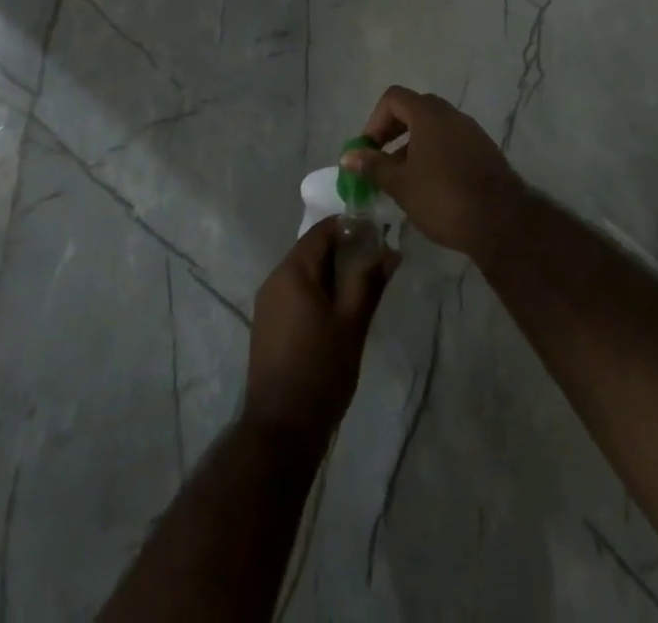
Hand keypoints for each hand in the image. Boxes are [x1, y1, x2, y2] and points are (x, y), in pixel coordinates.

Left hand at [243, 217, 398, 440]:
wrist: (281, 430)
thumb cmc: (320, 371)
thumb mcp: (352, 324)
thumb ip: (369, 282)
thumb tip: (389, 250)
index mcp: (292, 271)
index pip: (322, 231)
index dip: (351, 228)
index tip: (379, 235)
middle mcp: (274, 279)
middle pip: (312, 250)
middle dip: (345, 252)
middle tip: (377, 264)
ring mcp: (268, 303)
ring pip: (305, 273)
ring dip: (333, 273)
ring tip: (364, 287)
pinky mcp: (268, 325)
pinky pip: (296, 293)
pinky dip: (318, 292)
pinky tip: (340, 311)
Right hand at [345, 85, 529, 261]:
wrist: (502, 222)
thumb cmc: (443, 197)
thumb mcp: (400, 184)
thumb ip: (373, 166)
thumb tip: (348, 156)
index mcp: (428, 113)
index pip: (393, 98)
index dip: (375, 121)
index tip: (368, 150)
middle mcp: (451, 114)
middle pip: (414, 110)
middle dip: (392, 133)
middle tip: (381, 163)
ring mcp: (472, 132)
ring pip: (434, 128)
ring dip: (413, 147)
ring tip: (403, 181)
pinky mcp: (485, 151)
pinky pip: (451, 143)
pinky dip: (435, 155)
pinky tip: (431, 187)